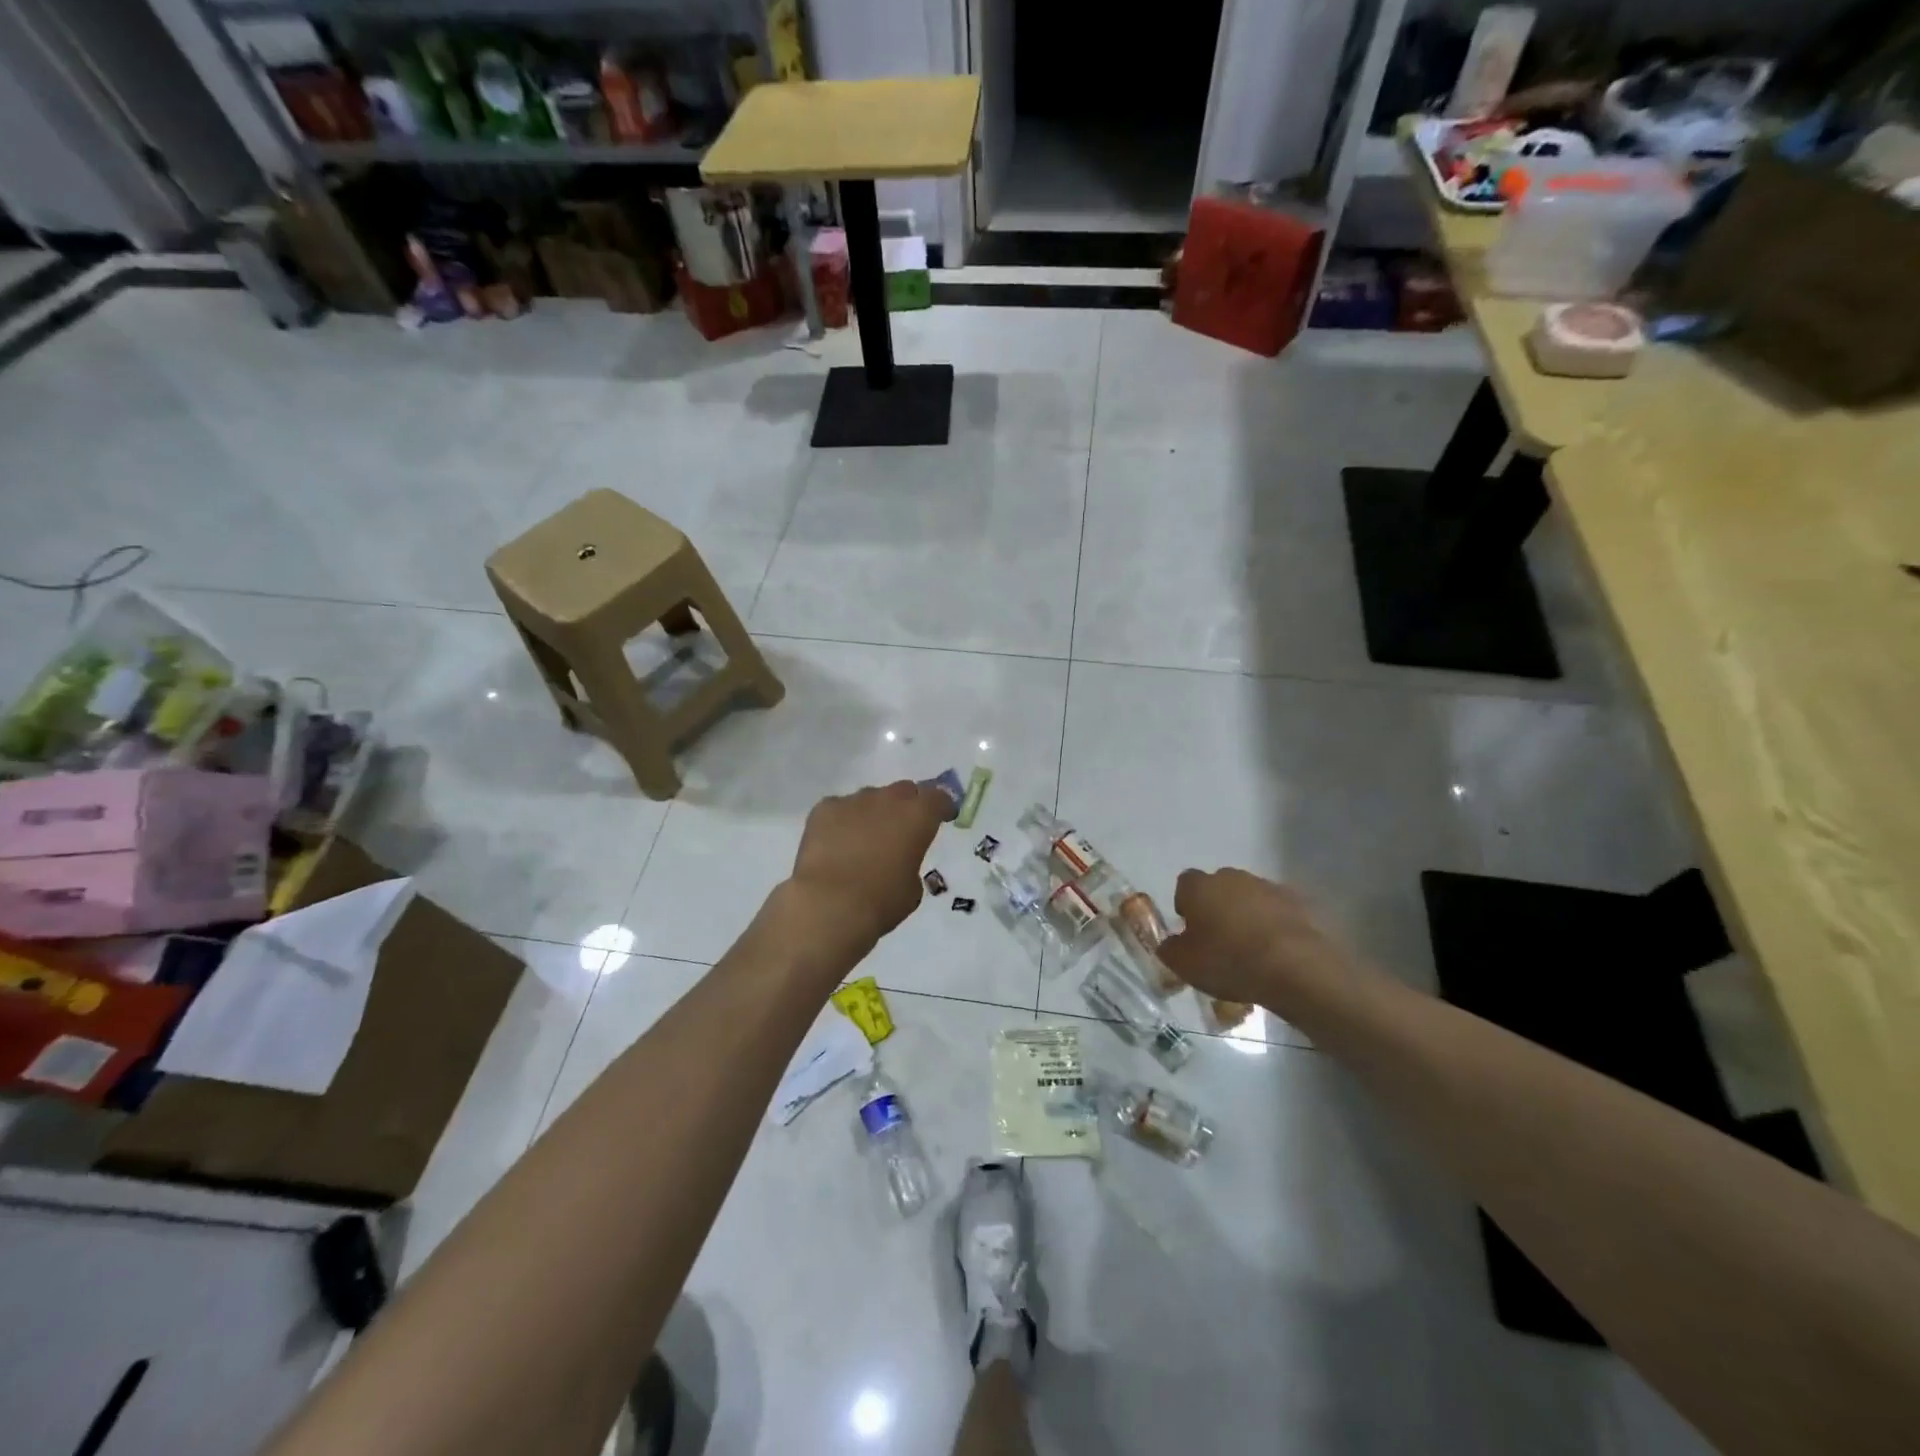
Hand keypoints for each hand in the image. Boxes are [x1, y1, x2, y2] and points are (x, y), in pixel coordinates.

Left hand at [779, 780, 946, 964]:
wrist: (830, 905)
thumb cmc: (882, 902)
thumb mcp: (913, 889)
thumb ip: (911, 863)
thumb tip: (899, 860)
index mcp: (918, 816)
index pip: (938, 798)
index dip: (941, 808)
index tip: (941, 818)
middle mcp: (888, 799)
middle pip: (904, 791)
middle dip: (906, 806)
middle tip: (901, 830)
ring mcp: (853, 800)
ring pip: (869, 799)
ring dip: (873, 814)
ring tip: (863, 840)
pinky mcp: (824, 808)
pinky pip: (839, 809)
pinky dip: (842, 822)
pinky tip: (835, 844)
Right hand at [1158, 869, 1359, 1012]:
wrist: (1295, 967)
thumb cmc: (1229, 961)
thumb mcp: (1185, 965)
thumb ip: (1170, 949)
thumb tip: (1171, 943)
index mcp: (1199, 886)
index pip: (1184, 885)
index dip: (1186, 905)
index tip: (1191, 930)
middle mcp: (1231, 877)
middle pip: (1218, 887)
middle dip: (1217, 906)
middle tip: (1220, 939)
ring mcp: (1267, 886)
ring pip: (1248, 896)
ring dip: (1246, 914)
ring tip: (1251, 947)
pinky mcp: (1297, 901)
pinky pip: (1276, 909)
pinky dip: (1273, 923)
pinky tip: (1276, 949)